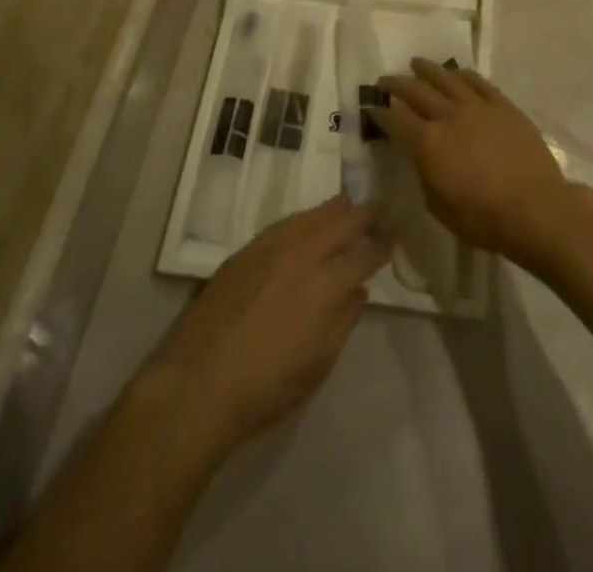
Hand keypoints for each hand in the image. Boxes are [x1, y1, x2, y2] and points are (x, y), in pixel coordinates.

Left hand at [145, 197, 388, 455]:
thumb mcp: (317, 366)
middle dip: (361, 217)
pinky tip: (307, 219)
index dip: (381, 245)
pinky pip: (283, 224)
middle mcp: (301, 257)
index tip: (394, 236)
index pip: (362, 256)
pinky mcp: (245, 251)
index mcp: (325, 287)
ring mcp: (270, 249)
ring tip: (347, 203)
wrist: (199, 383)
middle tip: (376, 210)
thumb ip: (342, 322)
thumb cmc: (266, 388)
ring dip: (333, 210)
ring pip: (310, 217)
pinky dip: (302, 218)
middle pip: (339, 225)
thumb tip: (359, 290)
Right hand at [371, 58, 581, 267]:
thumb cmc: (484, 219)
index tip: (371, 107)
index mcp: (428, 143)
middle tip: (385, 80)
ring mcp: (477, 107)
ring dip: (427, 70)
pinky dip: (463, 75)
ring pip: (446, 78)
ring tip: (416, 63)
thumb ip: (425, 176)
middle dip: (396, 84)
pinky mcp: (503, 106)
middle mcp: (448, 117)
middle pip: (416, 91)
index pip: (395, 121)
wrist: (537, 209)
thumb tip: (422, 158)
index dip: (380, 113)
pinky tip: (457, 73)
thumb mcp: (440, 207)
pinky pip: (478, 82)